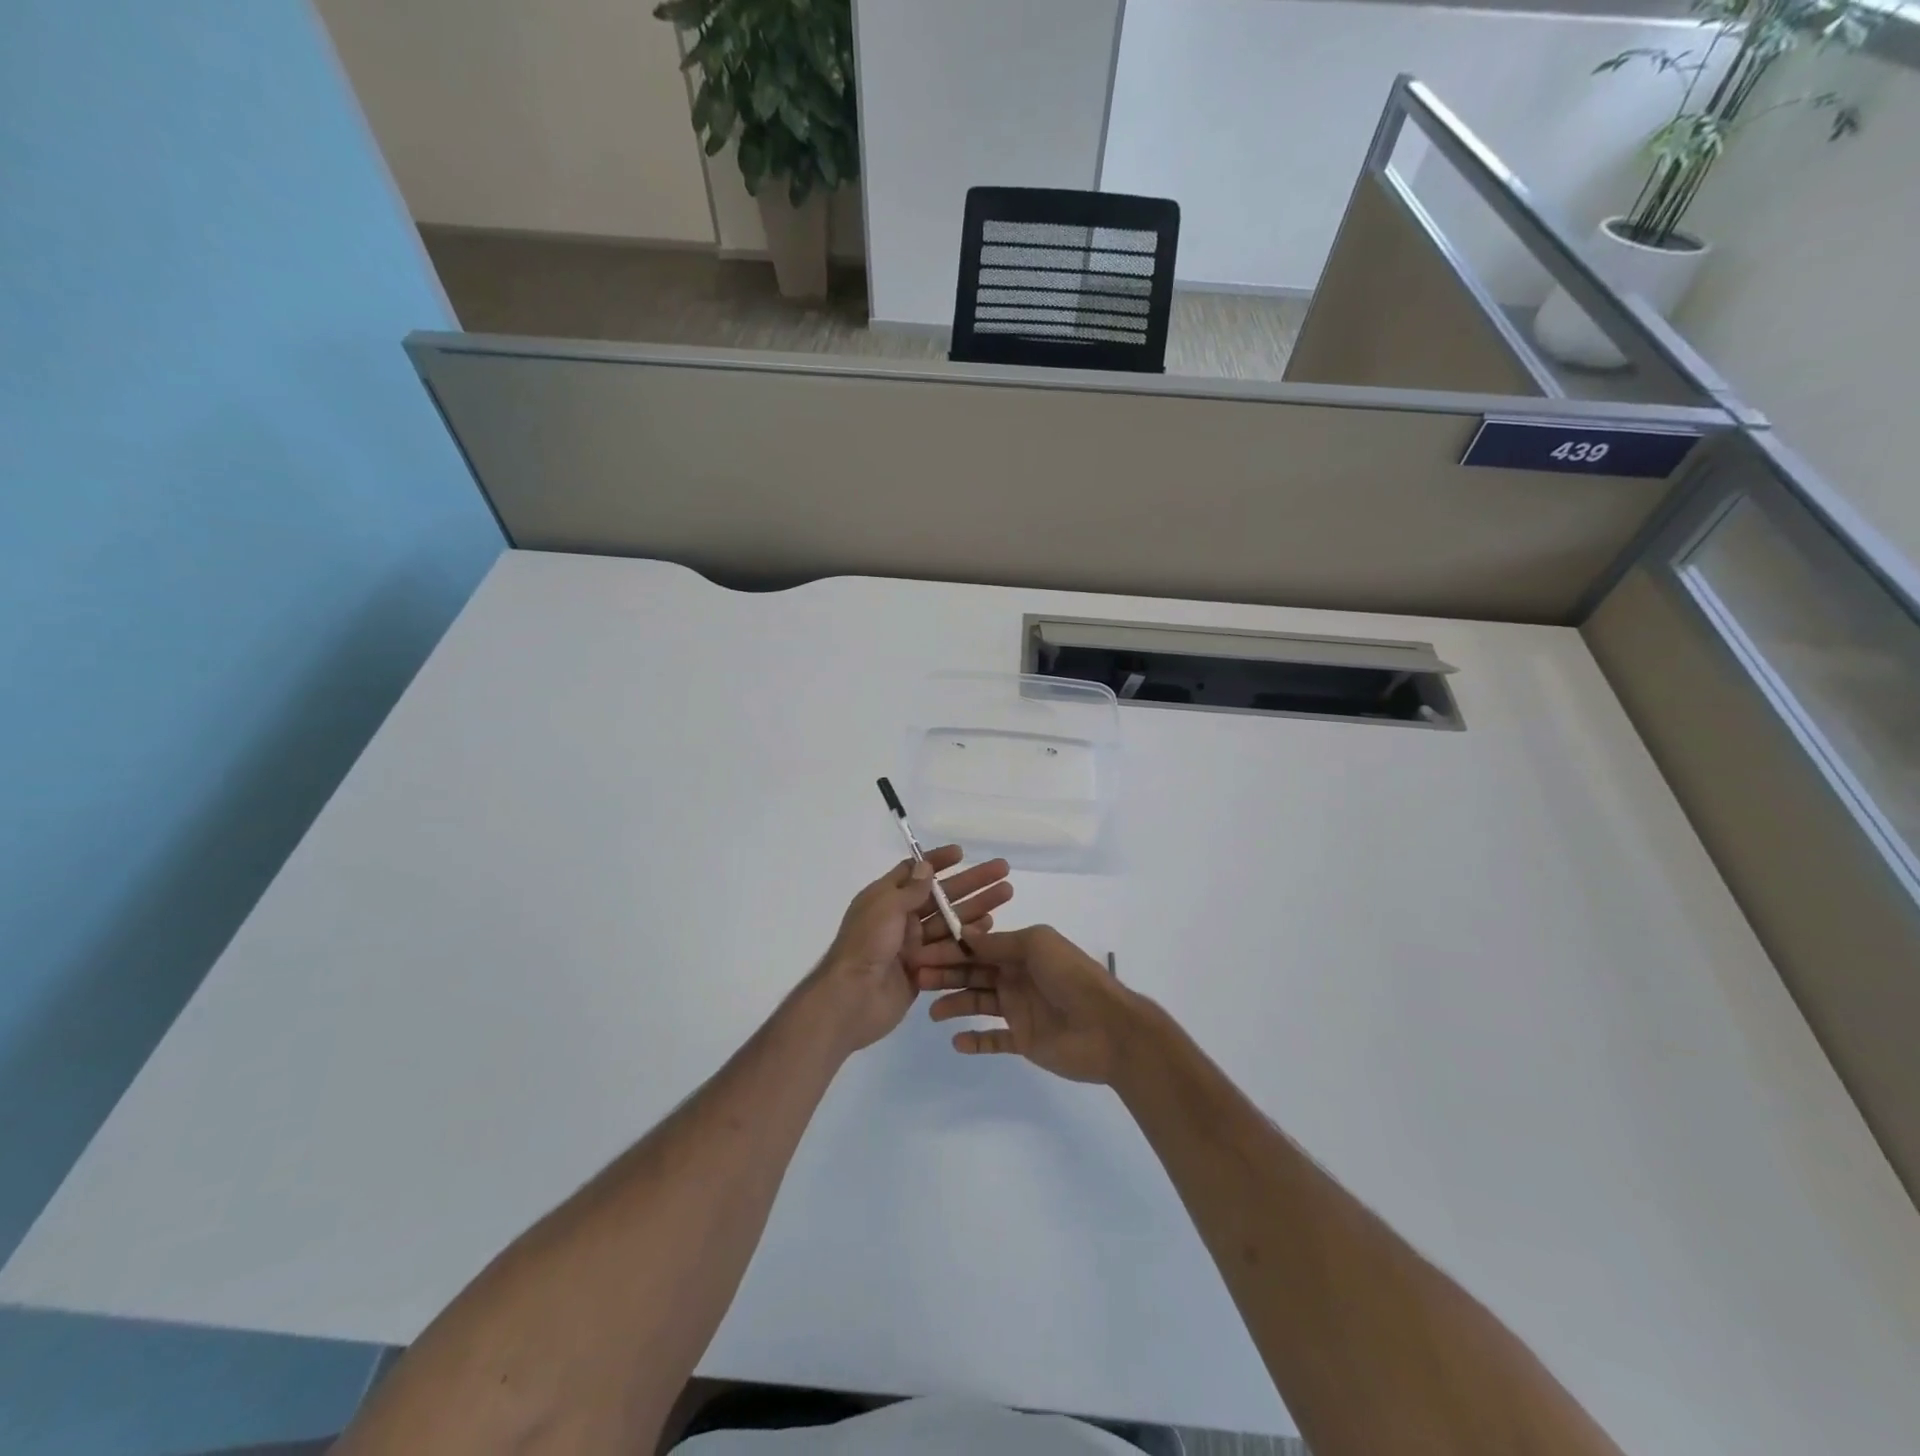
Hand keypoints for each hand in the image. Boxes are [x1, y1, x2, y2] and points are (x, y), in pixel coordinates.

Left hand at [805, 847, 1011, 1057]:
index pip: (914, 872)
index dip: (938, 862)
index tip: (962, 853)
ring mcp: (912, 945)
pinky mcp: (923, 970)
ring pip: (950, 921)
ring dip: (977, 907)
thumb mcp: (885, 907)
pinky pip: (949, 949)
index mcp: (886, 898)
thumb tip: (925, 867)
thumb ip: (909, 889)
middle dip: (971, 882)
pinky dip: (969, 937)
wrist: (852, 999)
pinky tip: (991, 926)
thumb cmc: (866, 945)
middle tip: (1002, 870)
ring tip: (1005, 894)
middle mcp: (900, 919)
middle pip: (941, 896)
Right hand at [916, 925, 1139, 1083]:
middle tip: (919, 980)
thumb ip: (999, 942)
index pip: (978, 947)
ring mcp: (1020, 1009)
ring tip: (933, 1012)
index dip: (950, 948)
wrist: (1108, 1027)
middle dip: (946, 974)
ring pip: (979, 1003)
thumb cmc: (1071, 977)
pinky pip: (994, 1039)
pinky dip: (975, 1040)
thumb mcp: (1036, 945)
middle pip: (974, 973)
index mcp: (1021, 950)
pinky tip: (957, 1040)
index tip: (921, 952)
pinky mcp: (1024, 1039)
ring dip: (955, 1004)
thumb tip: (964, 934)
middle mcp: (1017, 976)